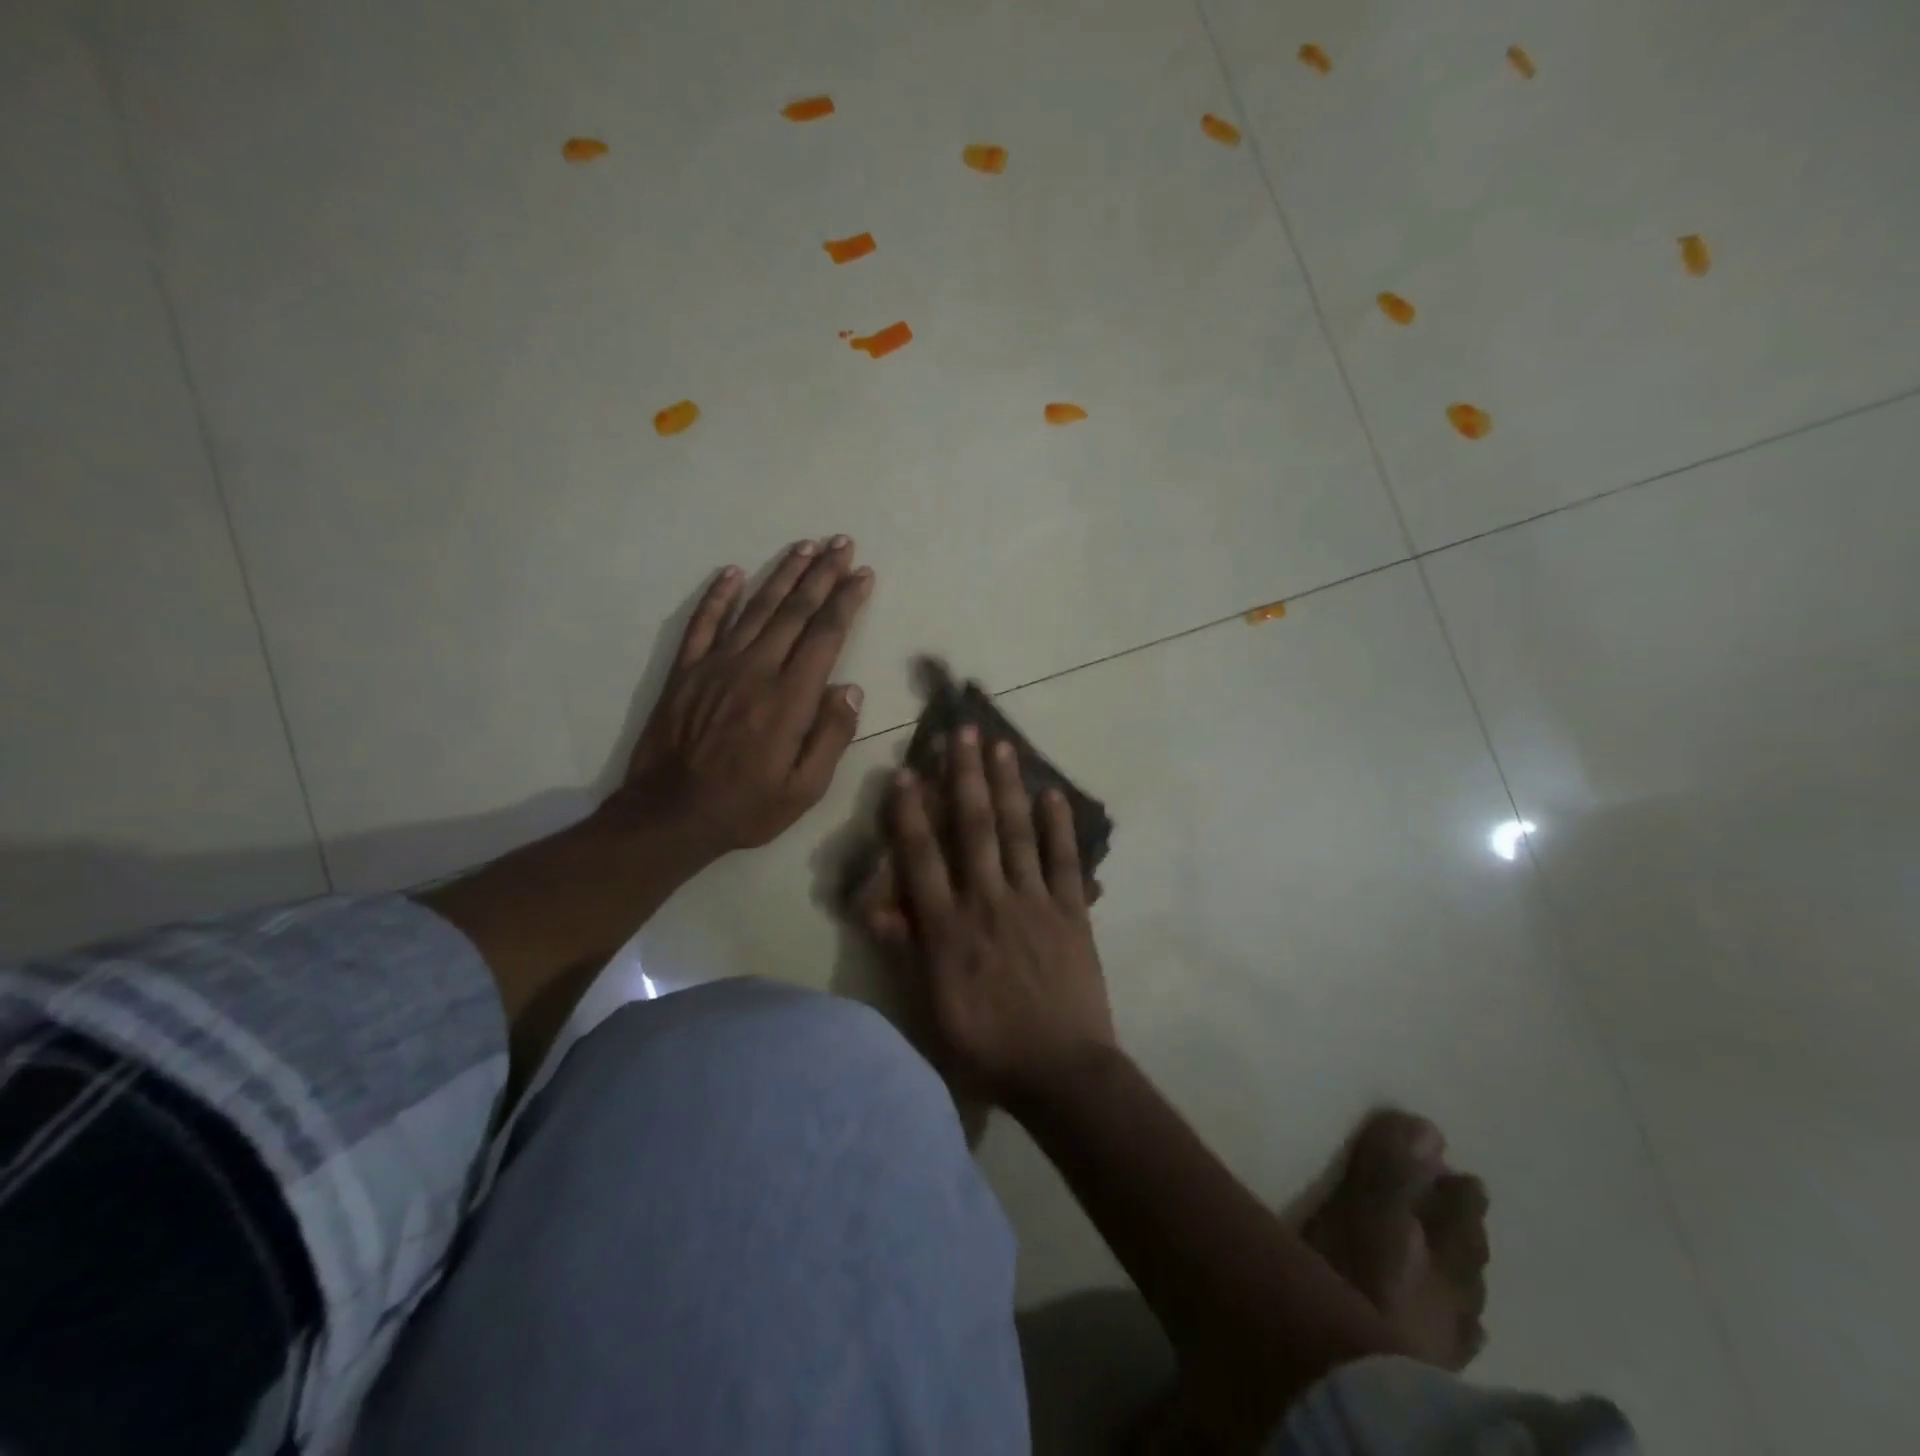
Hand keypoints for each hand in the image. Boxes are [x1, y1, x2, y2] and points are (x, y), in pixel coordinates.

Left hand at [617, 536, 872, 855]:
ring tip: (805, 546)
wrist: (670, 815)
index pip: (825, 636)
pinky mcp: (685, 671)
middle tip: (842, 542)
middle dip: (822, 574)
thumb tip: (850, 689)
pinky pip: (703, 623)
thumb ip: (831, 736)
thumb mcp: (804, 789)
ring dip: (782, 574)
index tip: (863, 574)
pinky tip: (733, 572)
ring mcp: (716, 666)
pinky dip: (718, 595)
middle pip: (794, 611)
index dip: (847, 601)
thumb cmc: (747, 807)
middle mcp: (755, 670)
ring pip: (755, 608)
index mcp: (789, 699)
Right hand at [875, 725, 1115, 1104]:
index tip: (905, 771)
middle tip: (963, 731)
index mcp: (949, 926)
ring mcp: (1034, 902)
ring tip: (1003, 745)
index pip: (923, 856)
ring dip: (1008, 786)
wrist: (1060, 1073)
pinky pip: (1064, 861)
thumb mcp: (929, 1009)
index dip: (910, 812)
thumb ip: (904, 951)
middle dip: (965, 776)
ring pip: (1017, 832)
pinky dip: (1059, 826)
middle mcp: (989, 900)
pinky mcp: (1071, 912)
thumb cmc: (986, 1045)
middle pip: (974, 827)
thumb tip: (874, 905)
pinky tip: (1053, 794)